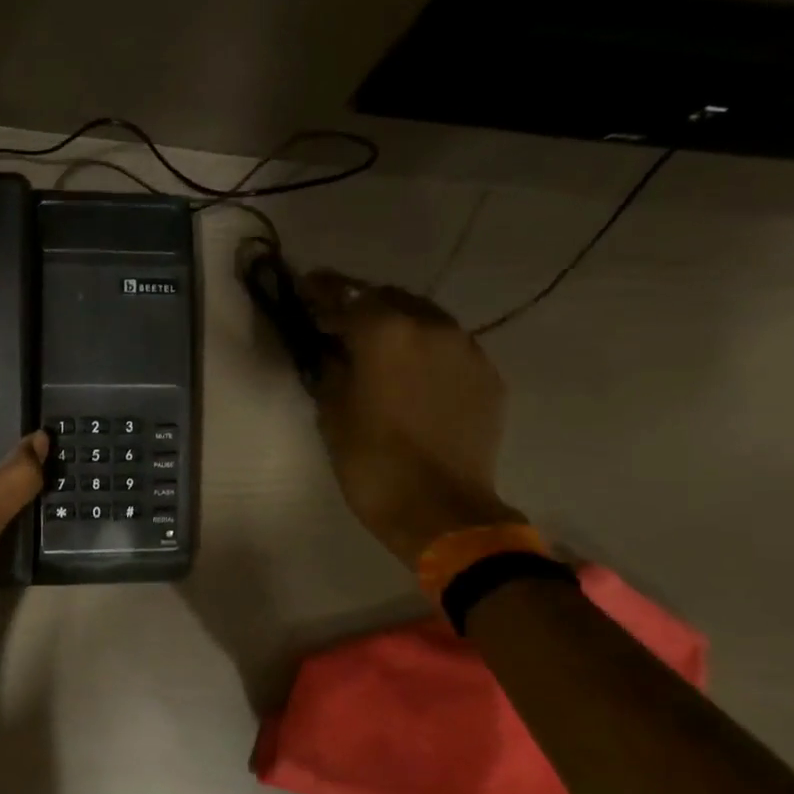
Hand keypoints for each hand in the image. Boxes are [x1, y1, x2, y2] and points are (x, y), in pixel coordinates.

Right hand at [297, 272, 521, 567]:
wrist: (440, 509)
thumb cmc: (371, 462)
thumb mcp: (333, 413)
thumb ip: (331, 369)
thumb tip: (332, 350)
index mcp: (385, 333)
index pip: (347, 295)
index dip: (323, 289)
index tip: (306, 283)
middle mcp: (431, 327)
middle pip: (390, 298)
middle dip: (363, 305)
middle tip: (339, 321)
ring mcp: (467, 349)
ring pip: (425, 319)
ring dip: (397, 324)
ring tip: (377, 344)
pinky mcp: (487, 376)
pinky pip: (450, 347)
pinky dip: (426, 350)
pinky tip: (412, 372)